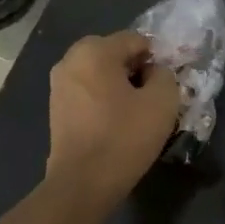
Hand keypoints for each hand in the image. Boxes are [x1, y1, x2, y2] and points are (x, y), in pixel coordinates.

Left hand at [46, 32, 179, 203]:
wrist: (83, 183)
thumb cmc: (124, 137)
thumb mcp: (162, 101)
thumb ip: (165, 75)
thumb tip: (154, 72)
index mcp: (94, 51)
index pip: (136, 40)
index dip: (157, 58)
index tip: (167, 83)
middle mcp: (70, 60)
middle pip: (115, 54)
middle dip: (137, 70)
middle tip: (154, 97)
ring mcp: (59, 85)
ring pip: (101, 74)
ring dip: (121, 86)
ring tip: (138, 112)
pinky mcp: (57, 108)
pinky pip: (89, 92)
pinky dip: (105, 100)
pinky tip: (118, 123)